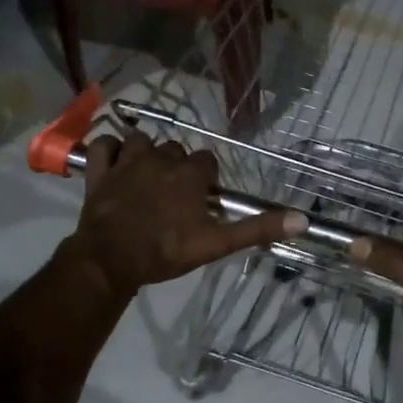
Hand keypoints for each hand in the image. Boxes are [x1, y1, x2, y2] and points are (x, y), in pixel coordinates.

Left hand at [65, 130, 306, 300]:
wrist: (110, 261)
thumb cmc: (166, 252)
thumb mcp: (216, 243)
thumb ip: (257, 229)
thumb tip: (303, 219)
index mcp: (189, 174)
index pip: (207, 160)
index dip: (207, 178)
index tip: (203, 198)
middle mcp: (160, 158)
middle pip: (175, 150)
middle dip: (178, 166)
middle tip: (176, 194)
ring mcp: (127, 162)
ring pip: (141, 141)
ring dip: (146, 153)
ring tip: (147, 175)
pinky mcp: (99, 171)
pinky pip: (103, 144)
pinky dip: (109, 149)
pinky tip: (115, 161)